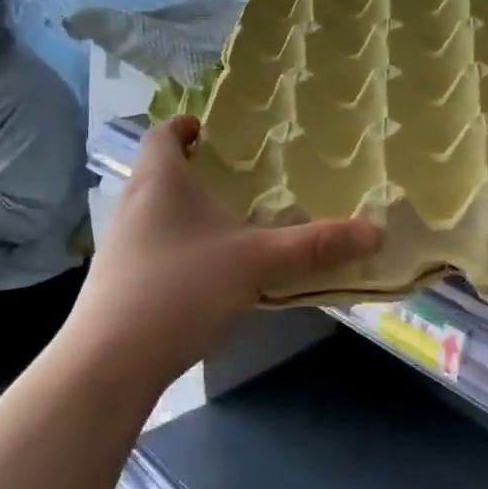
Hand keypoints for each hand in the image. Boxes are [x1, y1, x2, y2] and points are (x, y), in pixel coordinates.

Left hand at [59, 116, 381, 389]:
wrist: (111, 362)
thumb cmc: (181, 288)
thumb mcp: (258, 263)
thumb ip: (315, 246)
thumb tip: (376, 232)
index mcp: (160, 182)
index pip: (162, 134)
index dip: (184, 126)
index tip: (208, 128)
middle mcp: (133, 205)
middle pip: (158, 172)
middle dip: (193, 169)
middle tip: (235, 176)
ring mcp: (120, 246)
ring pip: (154, 212)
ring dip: (185, 210)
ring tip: (227, 222)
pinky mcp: (118, 282)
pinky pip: (152, 247)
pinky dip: (178, 246)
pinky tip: (207, 272)